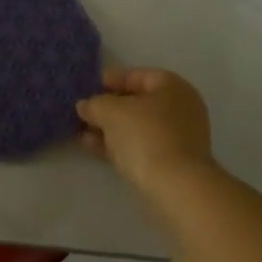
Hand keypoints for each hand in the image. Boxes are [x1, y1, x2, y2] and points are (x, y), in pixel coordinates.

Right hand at [77, 67, 216, 192]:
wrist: (176, 185)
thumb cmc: (145, 136)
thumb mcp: (110, 111)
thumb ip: (94, 104)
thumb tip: (85, 106)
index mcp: (172, 86)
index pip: (135, 75)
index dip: (108, 80)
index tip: (85, 90)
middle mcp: (180, 107)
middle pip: (136, 102)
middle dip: (107, 108)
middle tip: (82, 113)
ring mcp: (178, 136)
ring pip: (137, 126)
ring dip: (109, 128)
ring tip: (82, 133)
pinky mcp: (172, 160)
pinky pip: (140, 145)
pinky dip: (119, 144)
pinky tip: (94, 147)